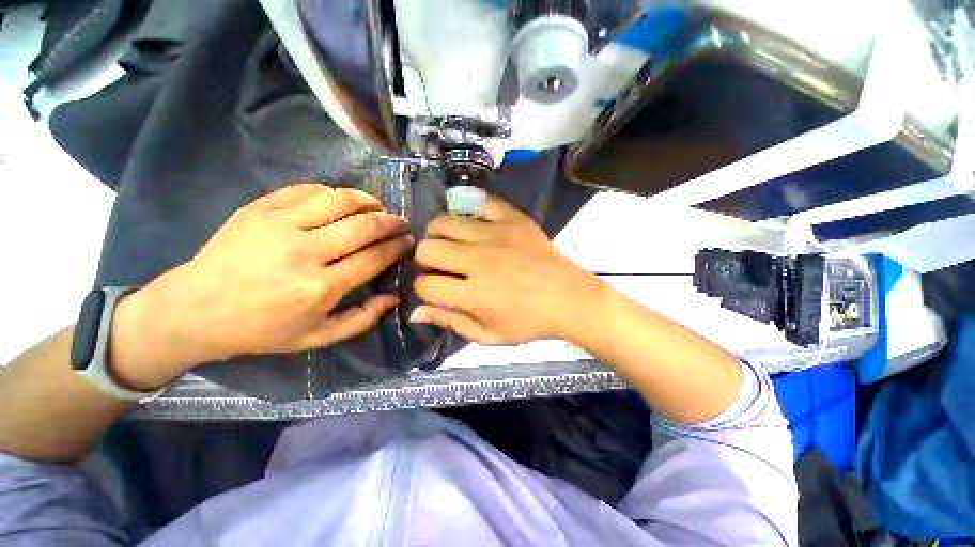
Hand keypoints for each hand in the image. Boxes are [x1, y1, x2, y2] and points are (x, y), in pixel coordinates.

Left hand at [109, 184, 412, 388]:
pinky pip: (307, 190)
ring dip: (366, 200)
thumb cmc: (262, 329)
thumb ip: (362, 319)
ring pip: (339, 200)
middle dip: (391, 221)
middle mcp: (304, 252)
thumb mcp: (317, 338)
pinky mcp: (260, 208)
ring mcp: (279, 225)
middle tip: (401, 222)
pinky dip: (332, 193)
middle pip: (363, 225)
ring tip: (377, 206)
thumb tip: (394, 298)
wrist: (195, 310)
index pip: (375, 257)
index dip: (397, 246)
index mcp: (320, 288)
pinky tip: (341, 201)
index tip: (408, 241)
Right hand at [410, 195, 605, 344]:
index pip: (425, 285)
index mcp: (474, 294)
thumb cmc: (529, 322)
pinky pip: (479, 203)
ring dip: (440, 235)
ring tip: (451, 243)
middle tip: (441, 266)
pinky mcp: (513, 219)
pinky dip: (469, 212)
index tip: (435, 290)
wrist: (569, 298)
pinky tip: (472, 225)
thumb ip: (451, 322)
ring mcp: (497, 234)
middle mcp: (480, 261)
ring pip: (445, 222)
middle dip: (426, 260)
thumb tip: (415, 311)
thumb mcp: (489, 335)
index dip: (423, 289)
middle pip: (427, 249)